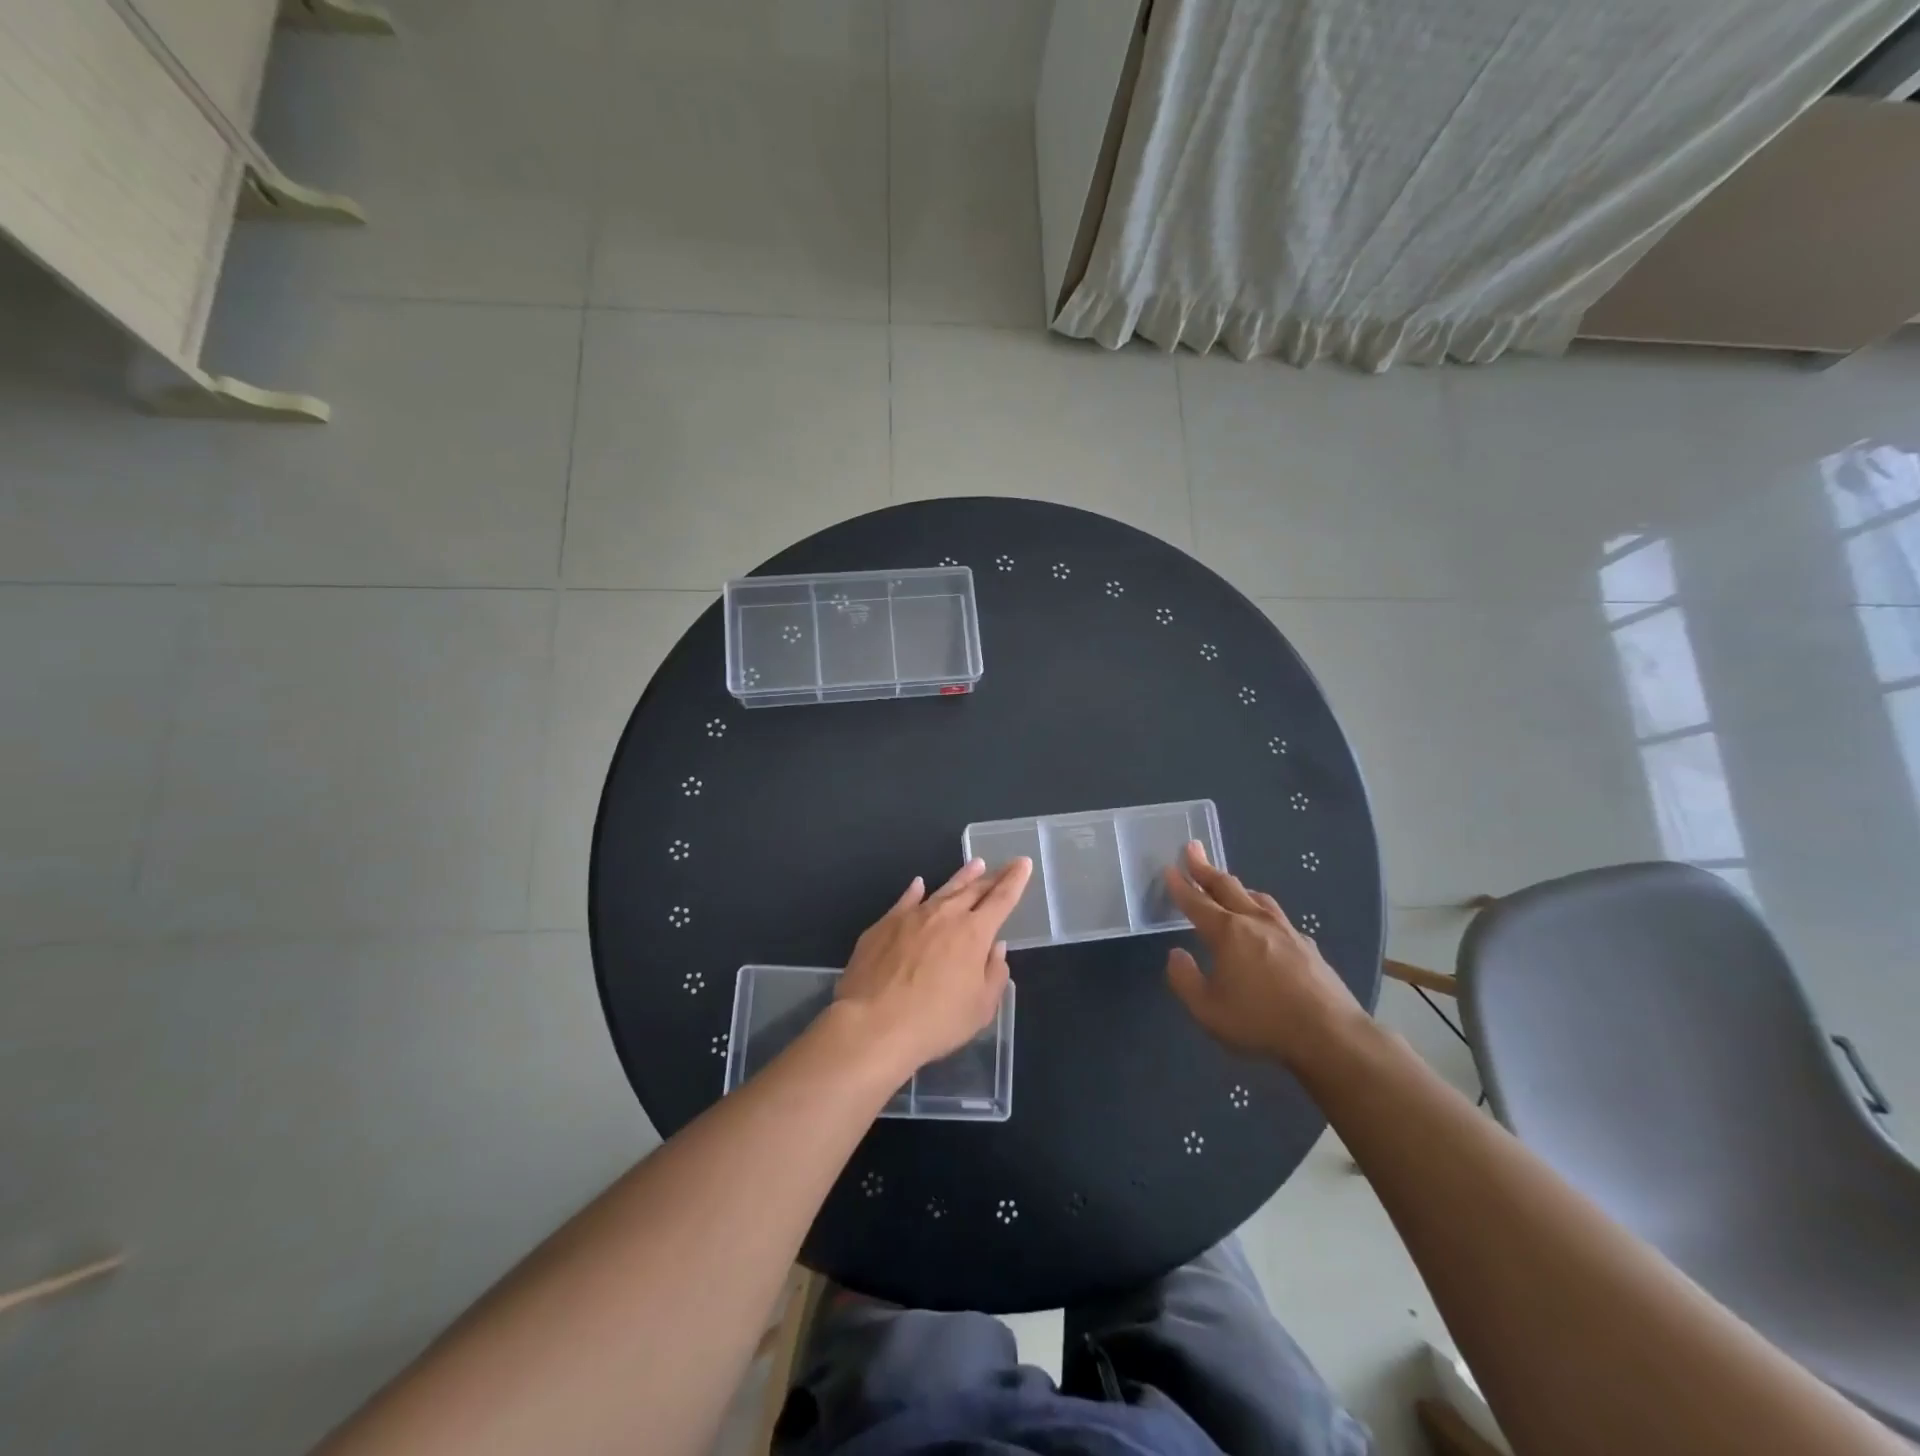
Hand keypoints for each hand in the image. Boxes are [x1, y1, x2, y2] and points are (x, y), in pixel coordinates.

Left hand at [835, 856, 1032, 1074]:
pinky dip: (916, 891)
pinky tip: (919, 884)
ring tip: (975, 864)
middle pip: (973, 889)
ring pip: (943, 889)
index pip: (1001, 899)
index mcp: (974, 933)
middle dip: (992, 877)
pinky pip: (906, 900)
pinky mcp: (883, 925)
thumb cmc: (935, 1022)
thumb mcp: (980, 1008)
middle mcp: (945, 915)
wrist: (873, 1024)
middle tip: (1004, 866)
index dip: (1014, 880)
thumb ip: (994, 974)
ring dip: (961, 877)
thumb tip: (995, 948)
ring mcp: (911, 916)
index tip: (1023, 863)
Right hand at [1164, 841, 1366, 1070]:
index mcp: (1227, 933)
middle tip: (1192, 849)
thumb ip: (1184, 979)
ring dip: (1236, 886)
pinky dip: (1262, 910)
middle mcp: (1255, 922)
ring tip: (1228, 884)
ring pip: (1256, 897)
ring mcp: (1286, 930)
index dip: (1180, 885)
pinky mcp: (1307, 945)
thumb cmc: (1261, 1022)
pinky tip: (1266, 924)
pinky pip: (1278, 917)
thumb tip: (1176, 954)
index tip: (1169, 868)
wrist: (1330, 1035)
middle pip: (1226, 887)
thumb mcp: (1207, 1010)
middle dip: (1205, 868)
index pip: (1196, 902)